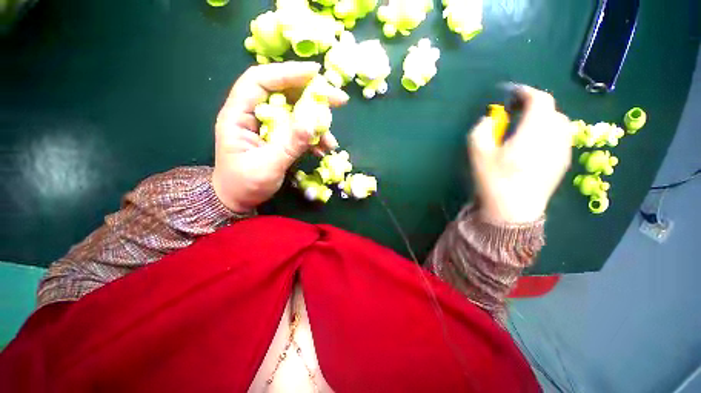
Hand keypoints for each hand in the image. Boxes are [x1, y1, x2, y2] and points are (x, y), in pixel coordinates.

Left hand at [212, 62, 348, 211]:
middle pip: (284, 93)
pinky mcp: (279, 138)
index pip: (260, 81)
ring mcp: (269, 127)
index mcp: (239, 115)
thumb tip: (313, 121)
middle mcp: (254, 115)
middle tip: (338, 100)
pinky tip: (323, 149)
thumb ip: (289, 144)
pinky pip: (299, 130)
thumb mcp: (267, 166)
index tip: (315, 73)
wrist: (238, 201)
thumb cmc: (244, 185)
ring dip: (317, 123)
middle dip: (312, 95)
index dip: (287, 73)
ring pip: (296, 113)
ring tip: (330, 140)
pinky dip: (313, 138)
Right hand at [468, 85, 572, 223]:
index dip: (525, 92)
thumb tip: (492, 118)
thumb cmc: (494, 180)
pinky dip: (547, 133)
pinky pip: (559, 137)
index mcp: (533, 132)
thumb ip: (482, 129)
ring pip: (558, 123)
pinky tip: (533, 146)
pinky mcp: (564, 162)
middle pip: (550, 110)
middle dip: (533, 106)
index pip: (539, 100)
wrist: (513, 210)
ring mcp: (563, 150)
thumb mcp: (478, 153)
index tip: (511, 94)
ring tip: (524, 129)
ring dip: (541, 119)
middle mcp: (554, 136)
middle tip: (514, 113)